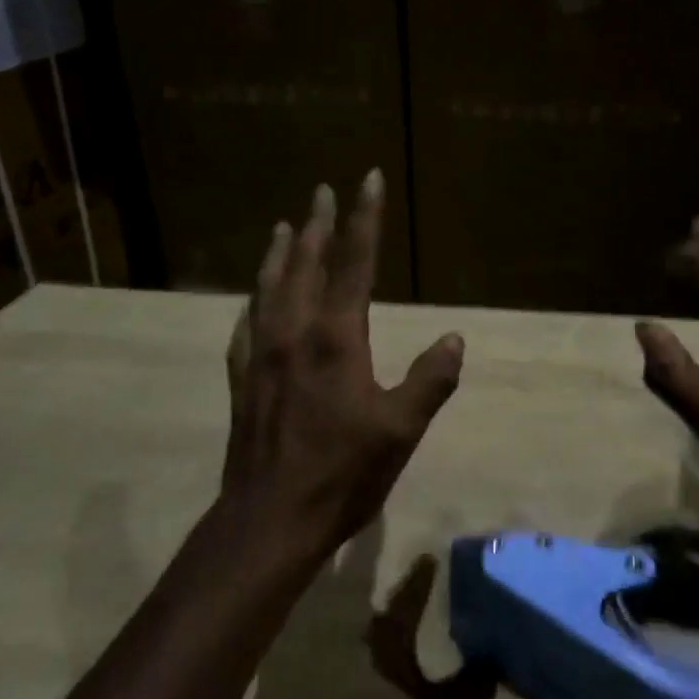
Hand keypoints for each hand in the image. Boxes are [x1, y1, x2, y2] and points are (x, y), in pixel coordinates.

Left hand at [222, 170, 464, 565]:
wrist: (269, 520)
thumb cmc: (342, 473)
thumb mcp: (401, 429)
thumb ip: (430, 380)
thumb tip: (455, 338)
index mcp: (336, 337)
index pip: (354, 262)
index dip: (364, 218)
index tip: (367, 179)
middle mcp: (294, 333)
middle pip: (304, 263)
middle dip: (316, 223)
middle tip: (320, 191)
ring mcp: (262, 354)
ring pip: (269, 287)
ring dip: (278, 253)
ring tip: (282, 226)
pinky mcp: (242, 380)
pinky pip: (246, 326)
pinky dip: (253, 301)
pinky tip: (252, 299)